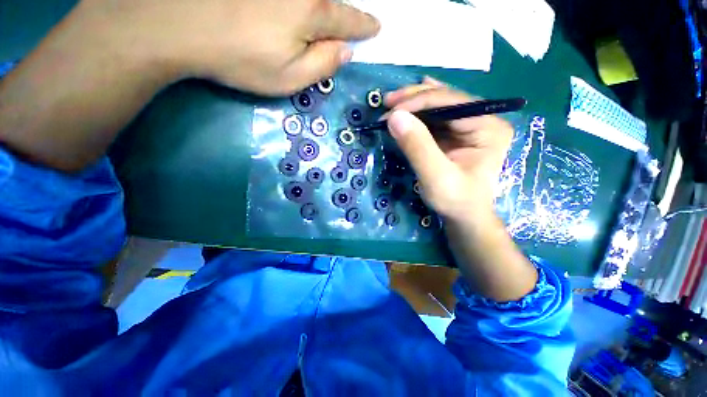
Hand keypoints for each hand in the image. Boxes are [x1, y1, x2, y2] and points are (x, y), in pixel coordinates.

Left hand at [69, 0, 379, 94]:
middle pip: (333, 0)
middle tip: (350, 22)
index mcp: (313, 15)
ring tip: (327, 19)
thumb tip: (345, 51)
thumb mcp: (290, 78)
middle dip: (344, 13)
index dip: (364, 26)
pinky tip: (303, 9)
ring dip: (325, 5)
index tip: (375, 27)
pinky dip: (305, 3)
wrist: (181, 25)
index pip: (349, 21)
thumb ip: (323, 65)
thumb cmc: (241, 59)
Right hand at [385, 78, 513, 220]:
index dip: (418, 102)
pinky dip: (416, 114)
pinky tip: (406, 106)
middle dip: (414, 98)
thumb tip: (394, 117)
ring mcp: (469, 125)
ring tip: (391, 105)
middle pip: (445, 98)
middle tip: (387, 102)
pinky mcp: (456, 134)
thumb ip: (417, 147)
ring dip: (413, 104)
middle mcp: (483, 119)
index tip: (389, 111)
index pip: (451, 102)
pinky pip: (435, 118)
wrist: (463, 216)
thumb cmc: (455, 200)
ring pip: (438, 105)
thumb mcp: (435, 177)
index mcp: (488, 127)